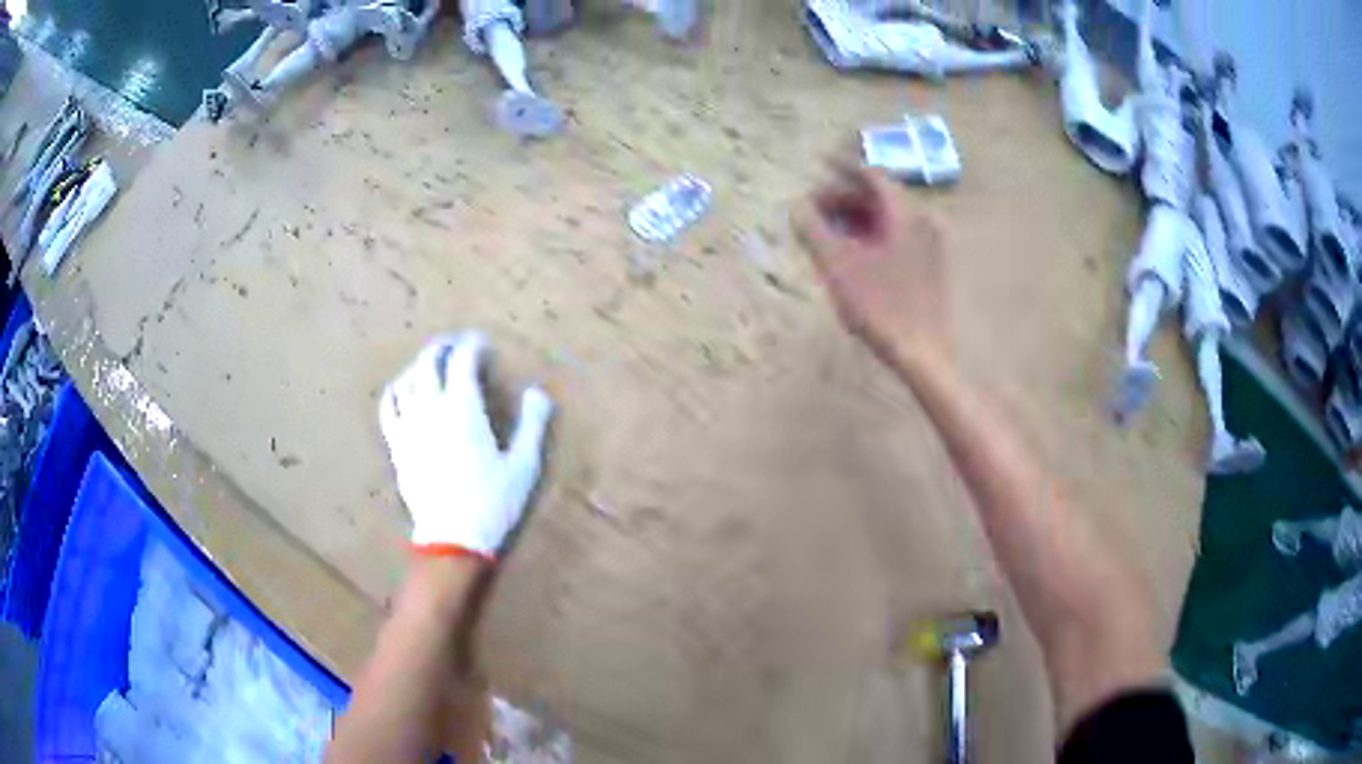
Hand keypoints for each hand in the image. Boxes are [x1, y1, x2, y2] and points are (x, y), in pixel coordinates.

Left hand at [379, 332, 553, 559]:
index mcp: (463, 410)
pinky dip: (396, 391)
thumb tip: (537, 391)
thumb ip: (532, 424)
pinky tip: (402, 390)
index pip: (462, 362)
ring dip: (420, 365)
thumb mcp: (524, 466)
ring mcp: (409, 427)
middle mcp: (431, 410)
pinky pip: (389, 408)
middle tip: (456, 344)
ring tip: (432, 363)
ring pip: (407, 381)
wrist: (453, 540)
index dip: (472, 346)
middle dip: (443, 347)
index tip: (482, 342)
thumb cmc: (493, 503)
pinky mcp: (397, 446)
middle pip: (429, 363)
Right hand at [792, 162, 950, 370]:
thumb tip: (796, 206)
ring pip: (890, 218)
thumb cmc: (880, 307)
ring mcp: (934, 243)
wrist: (924, 354)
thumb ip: (813, 230)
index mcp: (904, 213)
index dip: (842, 167)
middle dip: (845, 198)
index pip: (871, 175)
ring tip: (830, 235)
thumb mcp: (837, 267)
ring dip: (858, 218)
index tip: (818, 163)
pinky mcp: (935, 265)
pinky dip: (875, 235)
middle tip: (814, 211)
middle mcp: (924, 220)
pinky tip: (857, 255)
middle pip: (880, 196)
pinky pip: (900, 235)